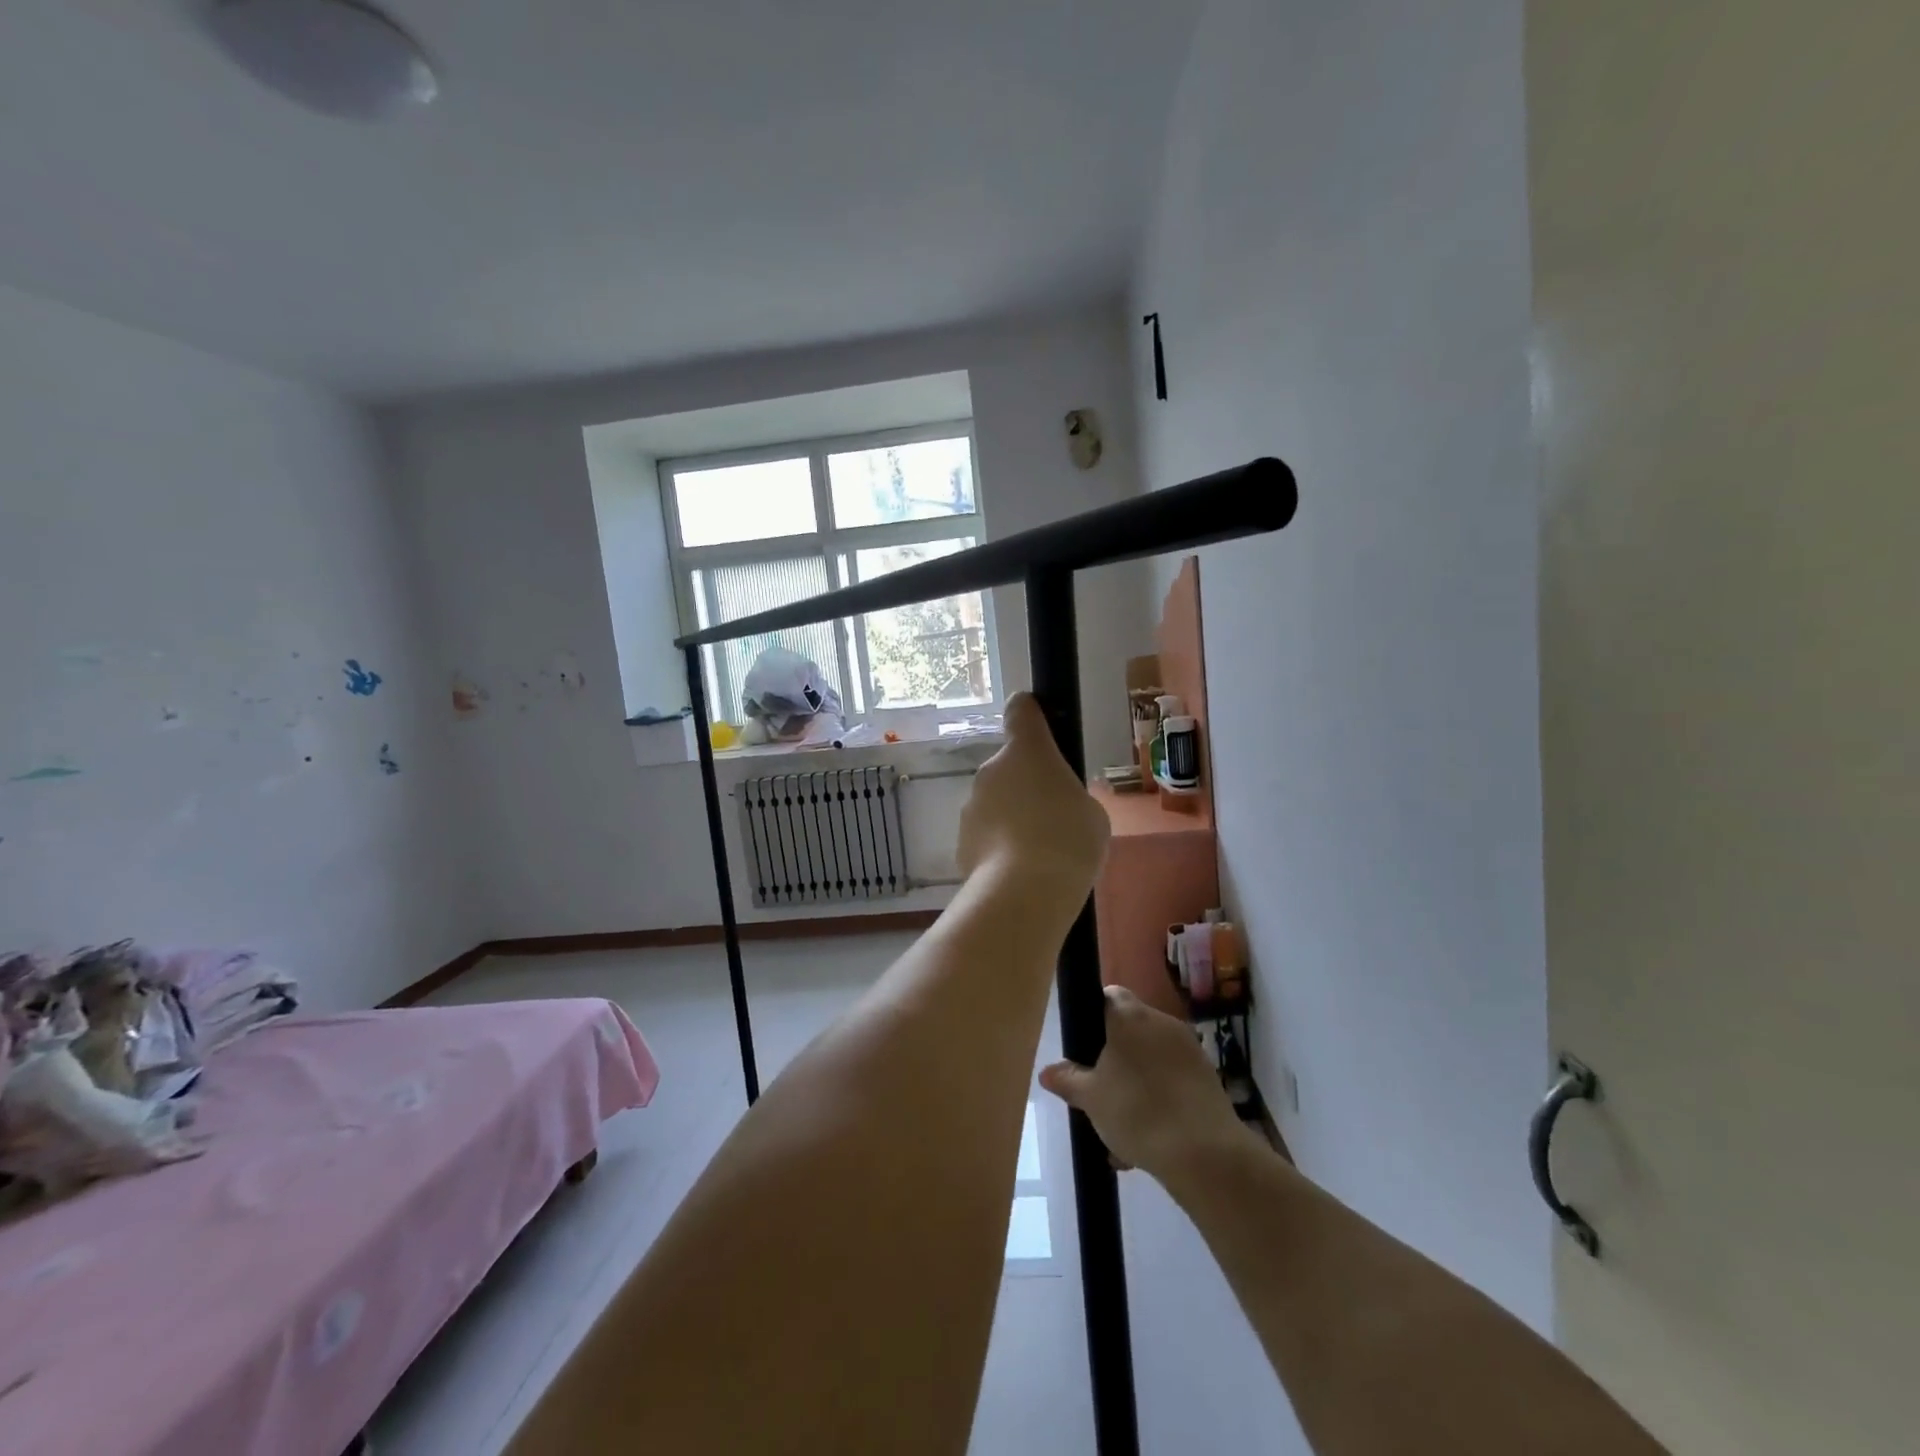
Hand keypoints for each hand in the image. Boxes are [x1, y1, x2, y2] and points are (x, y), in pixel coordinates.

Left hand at [956, 693, 1109, 898]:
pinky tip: (1020, 872)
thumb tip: (1054, 806)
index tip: (1036, 721)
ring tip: (1038, 853)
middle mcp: (991, 770)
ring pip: (995, 803)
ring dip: (1011, 818)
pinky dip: (999, 847)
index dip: (1029, 713)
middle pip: (1009, 767)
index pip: (1021, 711)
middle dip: (1026, 786)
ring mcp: (971, 805)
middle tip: (1053, 817)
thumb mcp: (1091, 813)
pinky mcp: (961, 841)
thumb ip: (1069, 797)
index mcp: (1027, 751)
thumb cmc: (1069, 840)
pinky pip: (986, 835)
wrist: (1025, 892)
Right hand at [1040, 986, 1250, 1182]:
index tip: (1083, 1045)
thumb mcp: (1091, 1099)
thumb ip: (1068, 1080)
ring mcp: (1190, 1049)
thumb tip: (1048, 1071)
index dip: (1093, 1014)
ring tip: (1121, 1131)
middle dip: (1114, 1059)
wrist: (1206, 1155)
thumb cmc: (1138, 1112)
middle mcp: (1162, 1022)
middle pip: (1131, 1030)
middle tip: (1098, 1092)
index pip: (1109, 995)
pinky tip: (1148, 1140)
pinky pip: (1173, 1081)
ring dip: (1136, 1084)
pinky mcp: (1208, 1078)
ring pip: (1152, 1060)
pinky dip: (1159, 1100)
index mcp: (1131, 1016)